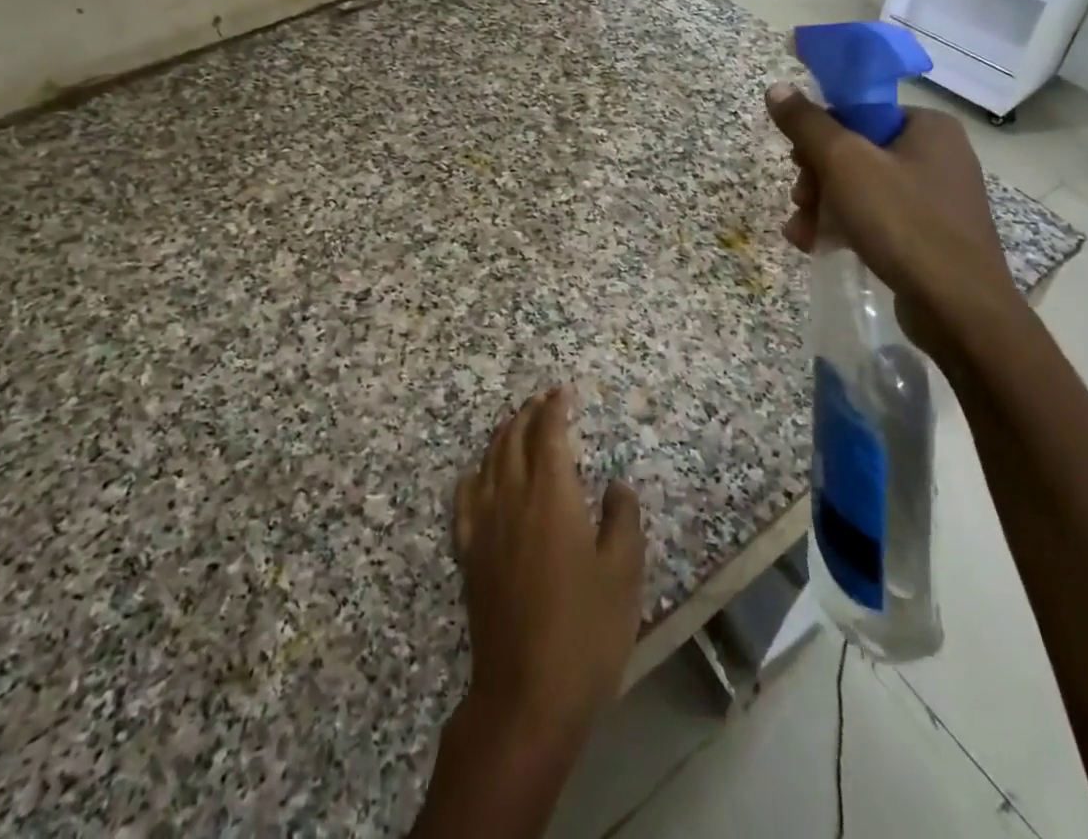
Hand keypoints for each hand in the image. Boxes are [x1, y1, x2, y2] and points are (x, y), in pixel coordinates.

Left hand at [453, 388, 645, 755]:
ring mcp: (484, 525)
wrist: (526, 695)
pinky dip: (473, 474)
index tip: (562, 391)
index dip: (554, 408)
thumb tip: (617, 485)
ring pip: (488, 462)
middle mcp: (512, 498)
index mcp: (551, 496)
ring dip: (502, 436)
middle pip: (514, 440)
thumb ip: (622, 520)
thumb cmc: (585, 632)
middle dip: (528, 414)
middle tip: (542, 401)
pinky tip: (477, 474)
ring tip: (515, 424)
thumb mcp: (623, 575)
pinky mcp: (469, 553)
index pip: (548, 434)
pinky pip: (464, 498)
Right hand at [766, 84, 1023, 361]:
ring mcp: (937, 198)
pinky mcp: (931, 235)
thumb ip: (808, 124)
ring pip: (860, 188)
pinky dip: (845, 227)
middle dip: (817, 179)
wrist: (958, 309)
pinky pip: (877, 218)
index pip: (858, 113)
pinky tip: (816, 245)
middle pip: (855, 152)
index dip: (820, 135)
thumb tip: (777, 87)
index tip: (798, 162)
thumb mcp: (845, 164)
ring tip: (801, 231)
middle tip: (801, 200)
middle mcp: (938, 155)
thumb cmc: (902, 222)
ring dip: (822, 206)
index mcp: (928, 126)